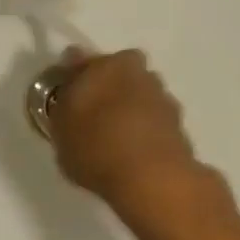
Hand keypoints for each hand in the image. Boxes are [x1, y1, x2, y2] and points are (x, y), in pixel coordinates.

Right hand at [48, 49, 211, 231]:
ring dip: (130, 109)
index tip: (67, 98)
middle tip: (93, 116)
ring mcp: (163, 97)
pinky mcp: (180, 125)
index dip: (75, 78)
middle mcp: (139, 72)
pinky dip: (145, 130)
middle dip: (108, 88)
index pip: (83, 60)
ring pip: (140, 95)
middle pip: (118, 73)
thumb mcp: (60, 127)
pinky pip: (154, 121)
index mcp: (108, 64)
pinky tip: (133, 153)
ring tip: (115, 140)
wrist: (152, 179)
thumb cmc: (96, 146)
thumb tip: (71, 87)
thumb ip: (64, 102)